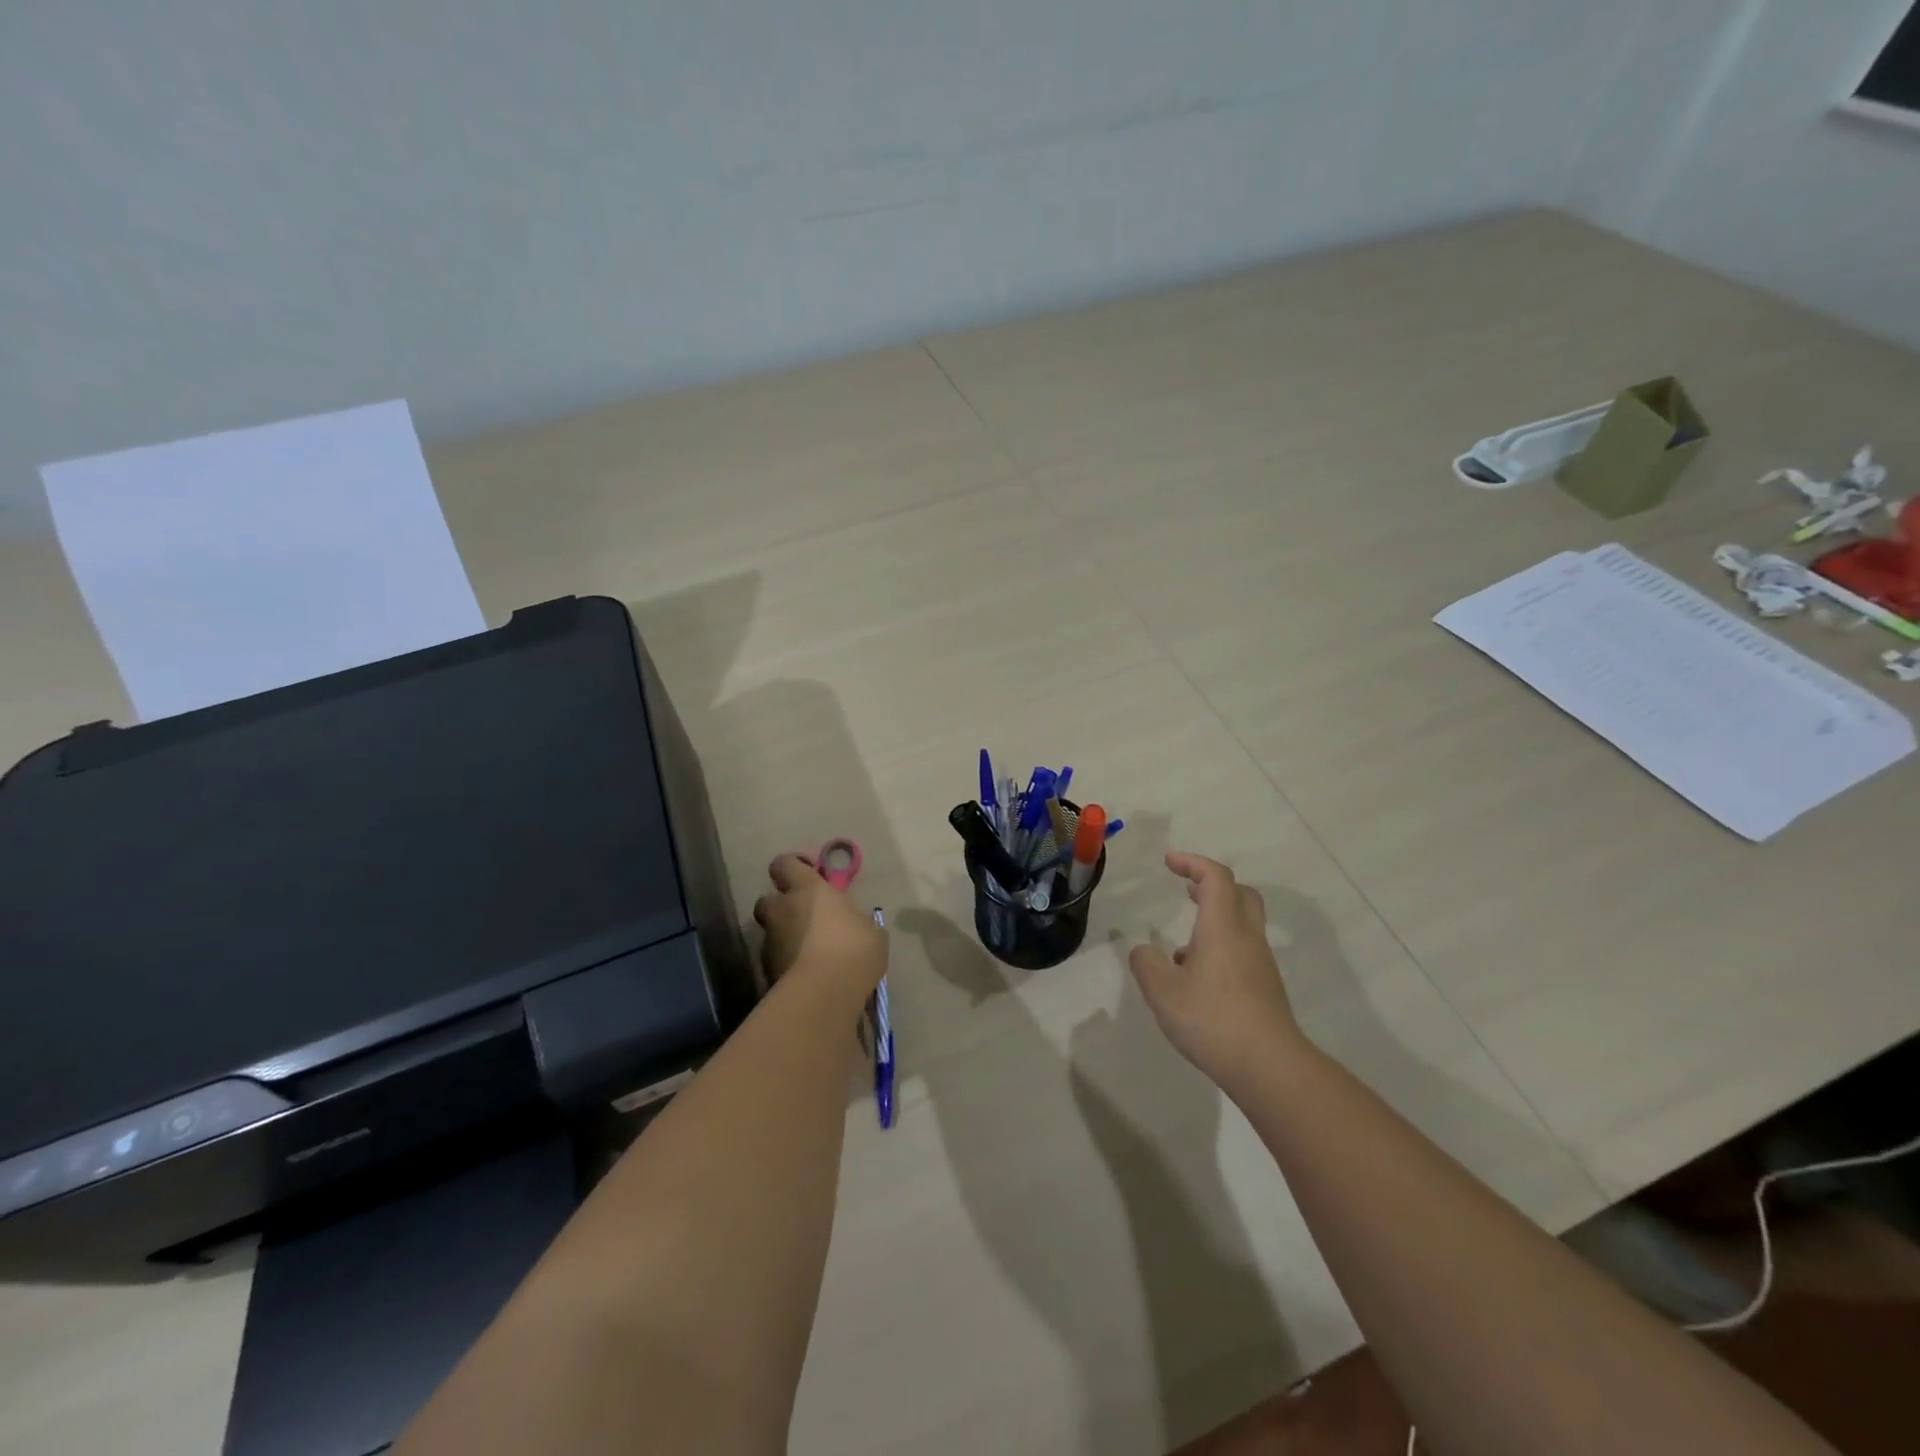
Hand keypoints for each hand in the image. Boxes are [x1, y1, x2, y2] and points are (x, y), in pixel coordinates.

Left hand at [752, 853, 887, 998]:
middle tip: (806, 918)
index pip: (785, 864)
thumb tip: (854, 926)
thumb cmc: (853, 949)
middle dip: (782, 906)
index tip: (810, 875)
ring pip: (772, 932)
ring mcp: (770, 942)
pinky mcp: (766, 972)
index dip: (794, 867)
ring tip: (812, 954)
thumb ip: (857, 923)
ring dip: (786, 938)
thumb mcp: (871, 932)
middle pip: (768, 900)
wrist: (823, 995)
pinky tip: (809, 976)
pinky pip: (776, 960)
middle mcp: (782, 910)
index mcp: (808, 890)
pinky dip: (788, 964)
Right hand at [1128, 852, 1302, 1087]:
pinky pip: (1243, 951)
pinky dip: (1220, 948)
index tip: (1169, 862)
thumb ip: (1146, 964)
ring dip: (1214, 920)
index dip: (1193, 863)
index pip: (1216, 877)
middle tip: (1187, 889)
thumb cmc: (1212, 1020)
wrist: (1270, 1067)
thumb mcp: (1162, 992)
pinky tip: (1197, 980)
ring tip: (1180, 948)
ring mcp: (1261, 964)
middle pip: (1240, 893)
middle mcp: (1246, 938)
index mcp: (1222, 928)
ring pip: (1242, 924)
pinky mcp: (1265, 988)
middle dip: (1212, 884)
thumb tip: (1145, 951)